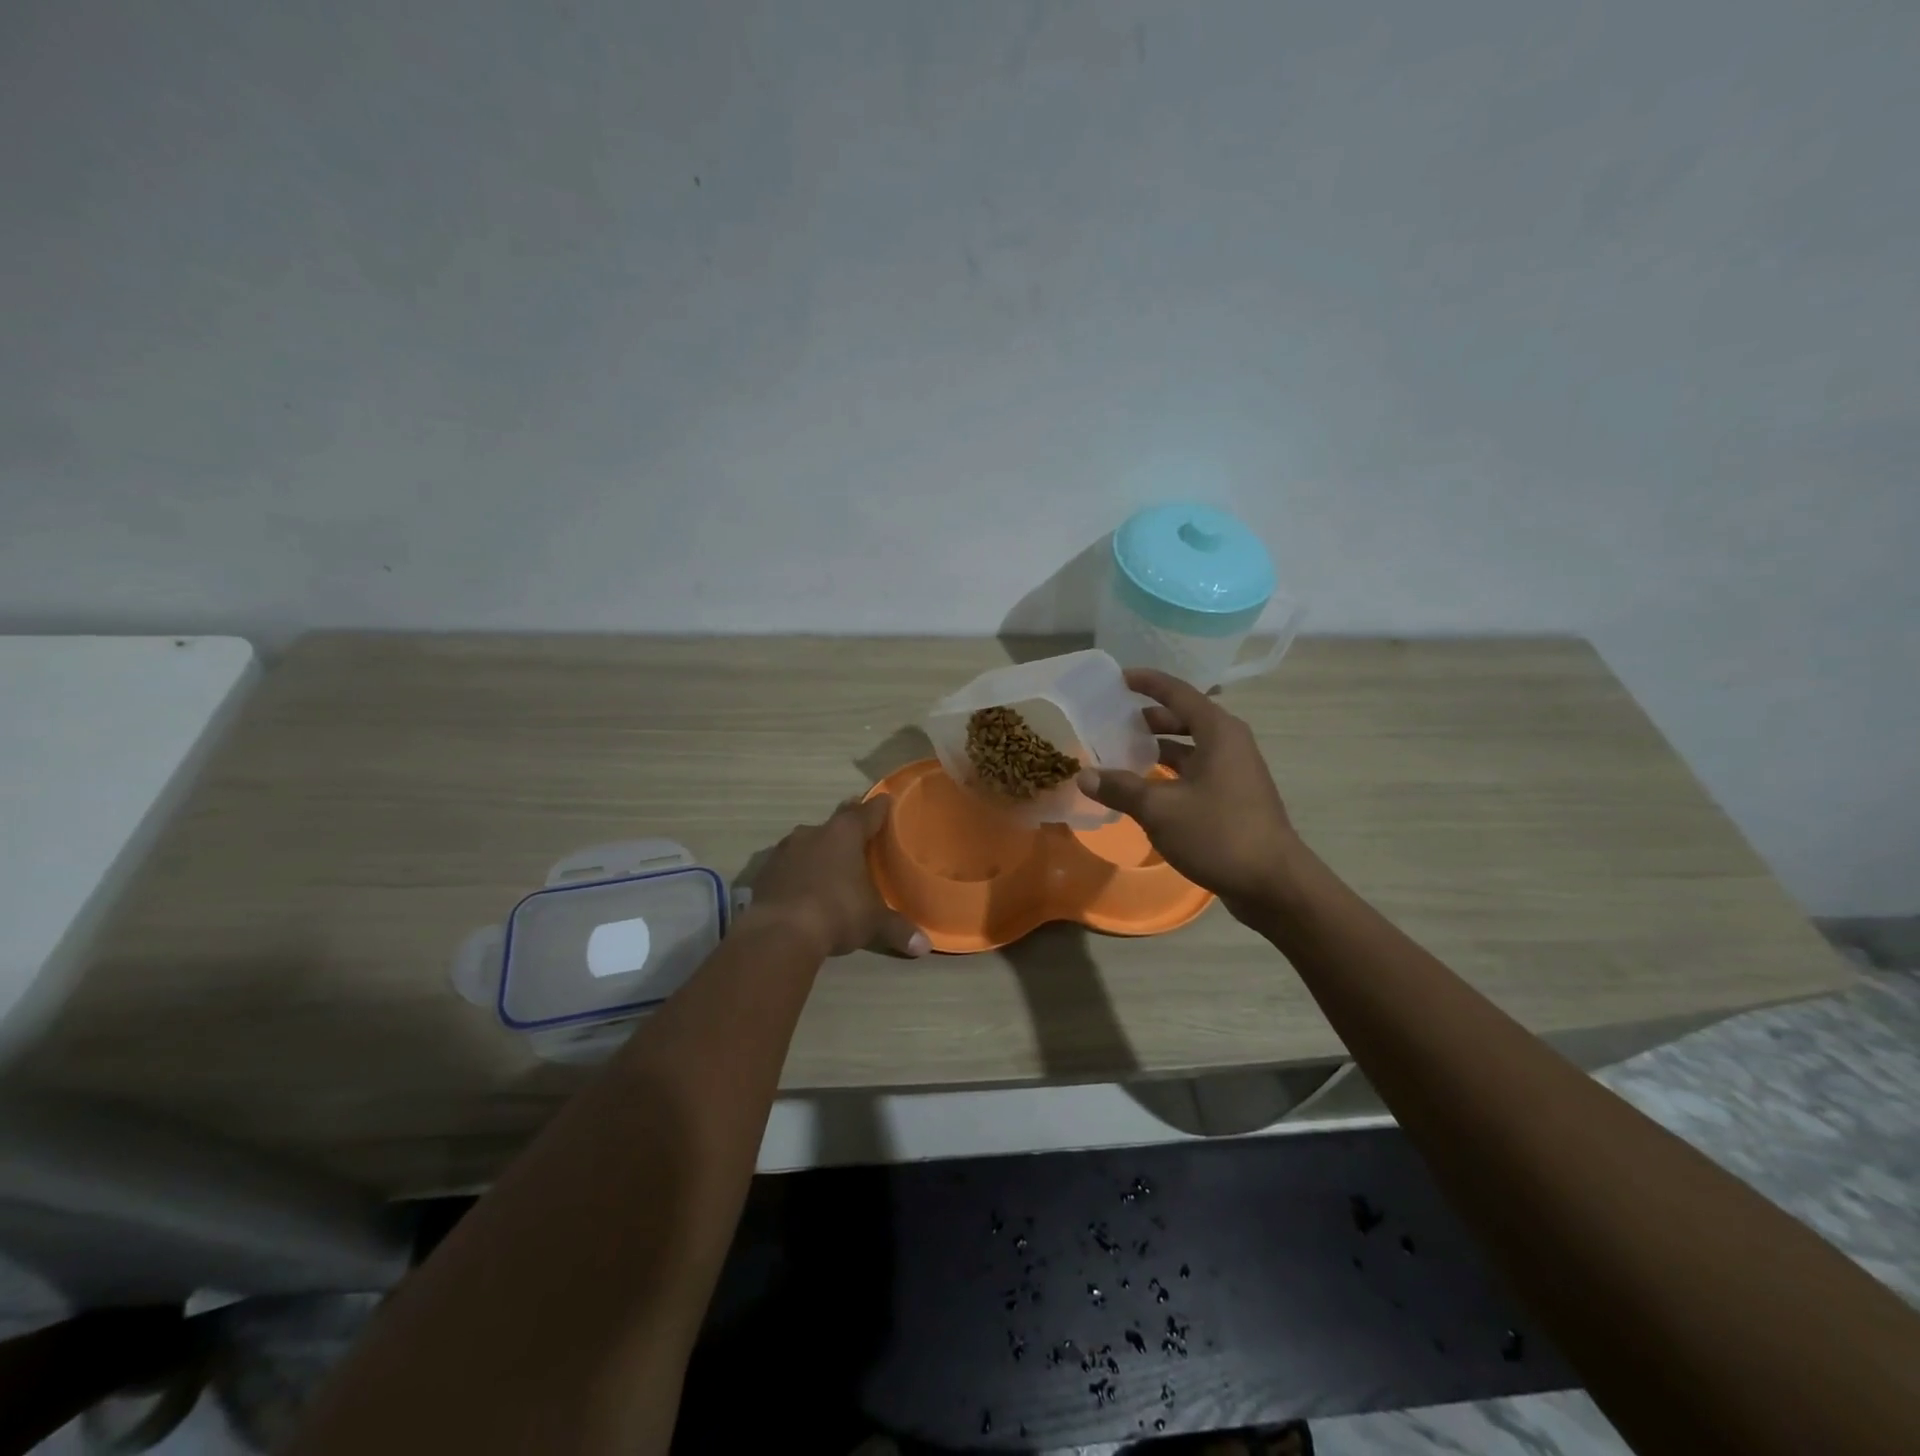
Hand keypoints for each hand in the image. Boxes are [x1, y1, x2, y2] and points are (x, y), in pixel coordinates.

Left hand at [746, 796, 929, 958]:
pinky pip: (787, 864)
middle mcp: (814, 832)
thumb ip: (898, 929)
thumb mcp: (872, 923)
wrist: (779, 933)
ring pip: (808, 841)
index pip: (869, 811)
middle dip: (849, 824)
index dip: (880, 808)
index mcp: (845, 833)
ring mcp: (785, 850)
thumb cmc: (836, 913)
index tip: (887, 802)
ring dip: (820, 849)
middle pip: (838, 821)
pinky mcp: (764, 871)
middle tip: (861, 830)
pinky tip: (802, 886)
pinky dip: (797, 870)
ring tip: (831, 863)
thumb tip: (924, 946)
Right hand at [1076, 668, 1299, 923]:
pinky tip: (1145, 789)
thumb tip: (1084, 775)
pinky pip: (1195, 772)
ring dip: (1159, 748)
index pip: (1179, 692)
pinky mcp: (1234, 798)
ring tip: (1122, 754)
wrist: (1273, 883)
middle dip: (1149, 718)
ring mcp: (1234, 772)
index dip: (1148, 683)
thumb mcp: (1160, 809)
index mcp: (1218, 732)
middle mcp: (1230, 744)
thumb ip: (1121, 788)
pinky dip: (1170, 773)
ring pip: (1190, 748)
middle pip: (1185, 718)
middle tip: (1114, 721)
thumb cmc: (1219, 833)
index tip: (1118, 678)